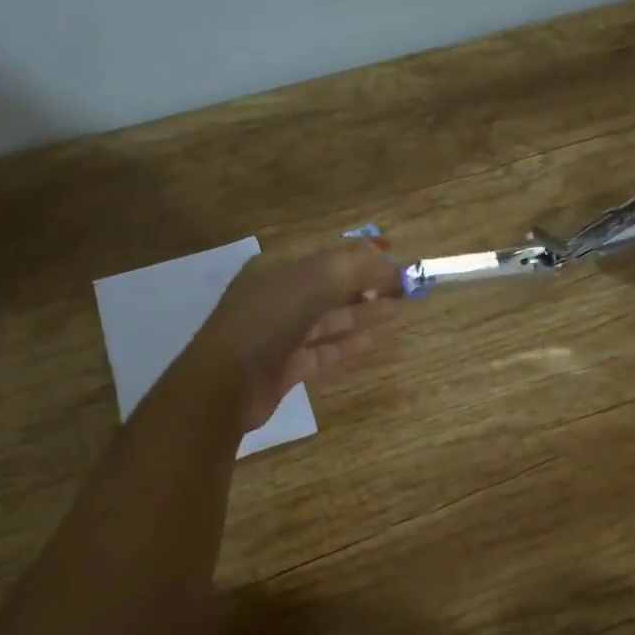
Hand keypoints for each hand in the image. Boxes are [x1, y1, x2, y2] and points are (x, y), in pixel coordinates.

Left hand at [191, 241, 403, 432]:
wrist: (228, 381)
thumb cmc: (270, 318)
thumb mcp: (315, 279)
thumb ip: (352, 264)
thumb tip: (383, 253)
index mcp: (277, 268)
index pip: (327, 257)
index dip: (362, 259)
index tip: (397, 263)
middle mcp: (277, 297)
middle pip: (330, 287)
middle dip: (367, 285)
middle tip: (406, 289)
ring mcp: (279, 333)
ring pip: (328, 319)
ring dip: (362, 313)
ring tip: (399, 311)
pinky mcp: (284, 366)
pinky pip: (321, 350)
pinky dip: (346, 344)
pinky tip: (372, 341)